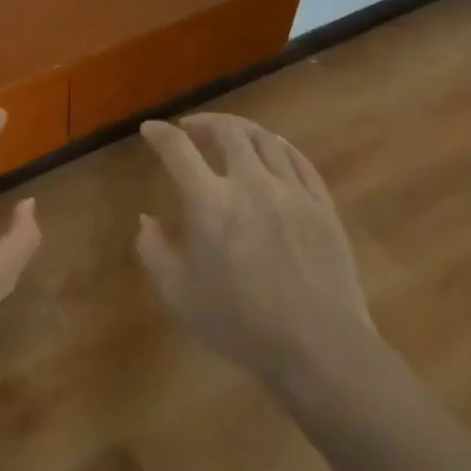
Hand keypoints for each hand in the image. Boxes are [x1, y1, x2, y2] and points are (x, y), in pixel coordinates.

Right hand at [137, 113, 381, 401]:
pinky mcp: (323, 206)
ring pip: (266, 139)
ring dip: (241, 130)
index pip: (178, 149)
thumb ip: (155, 252)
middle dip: (204, 122)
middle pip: (228, 131)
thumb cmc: (242, 324)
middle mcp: (251, 184)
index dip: (160, 133)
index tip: (150, 129)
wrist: (320, 348)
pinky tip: (273, 149)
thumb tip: (148, 221)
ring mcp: (292, 192)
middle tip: (191, 128)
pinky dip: (280, 146)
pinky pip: (300, 160)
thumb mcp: (180, 295)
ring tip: (230, 135)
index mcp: (210, 203)